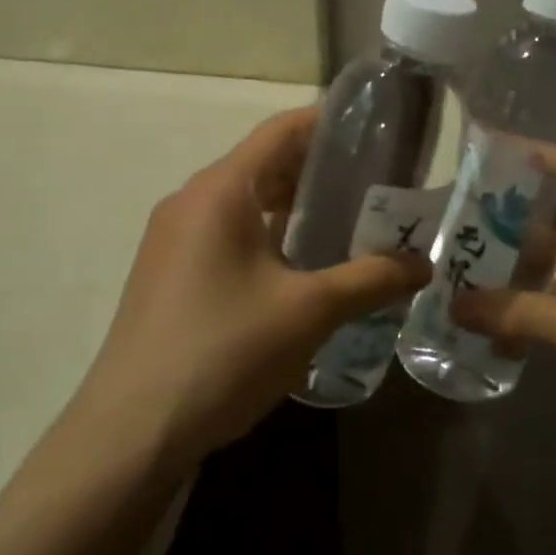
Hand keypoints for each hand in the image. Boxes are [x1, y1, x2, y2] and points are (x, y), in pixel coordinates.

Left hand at [77, 107, 430, 464]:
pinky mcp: (170, 273)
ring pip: (246, 202)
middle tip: (376, 182)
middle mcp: (191, 201)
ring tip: (350, 221)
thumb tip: (423, 265)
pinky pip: (228, 233)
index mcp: (220, 190)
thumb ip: (370, 279)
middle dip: (320, 170)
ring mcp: (174, 239)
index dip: (328, 123)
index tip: (376, 130)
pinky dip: (269, 234)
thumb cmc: (224, 351)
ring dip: (295, 206)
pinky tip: (303, 266)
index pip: (280, 131)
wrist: (132, 431)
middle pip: (264, 164)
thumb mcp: (309, 312)